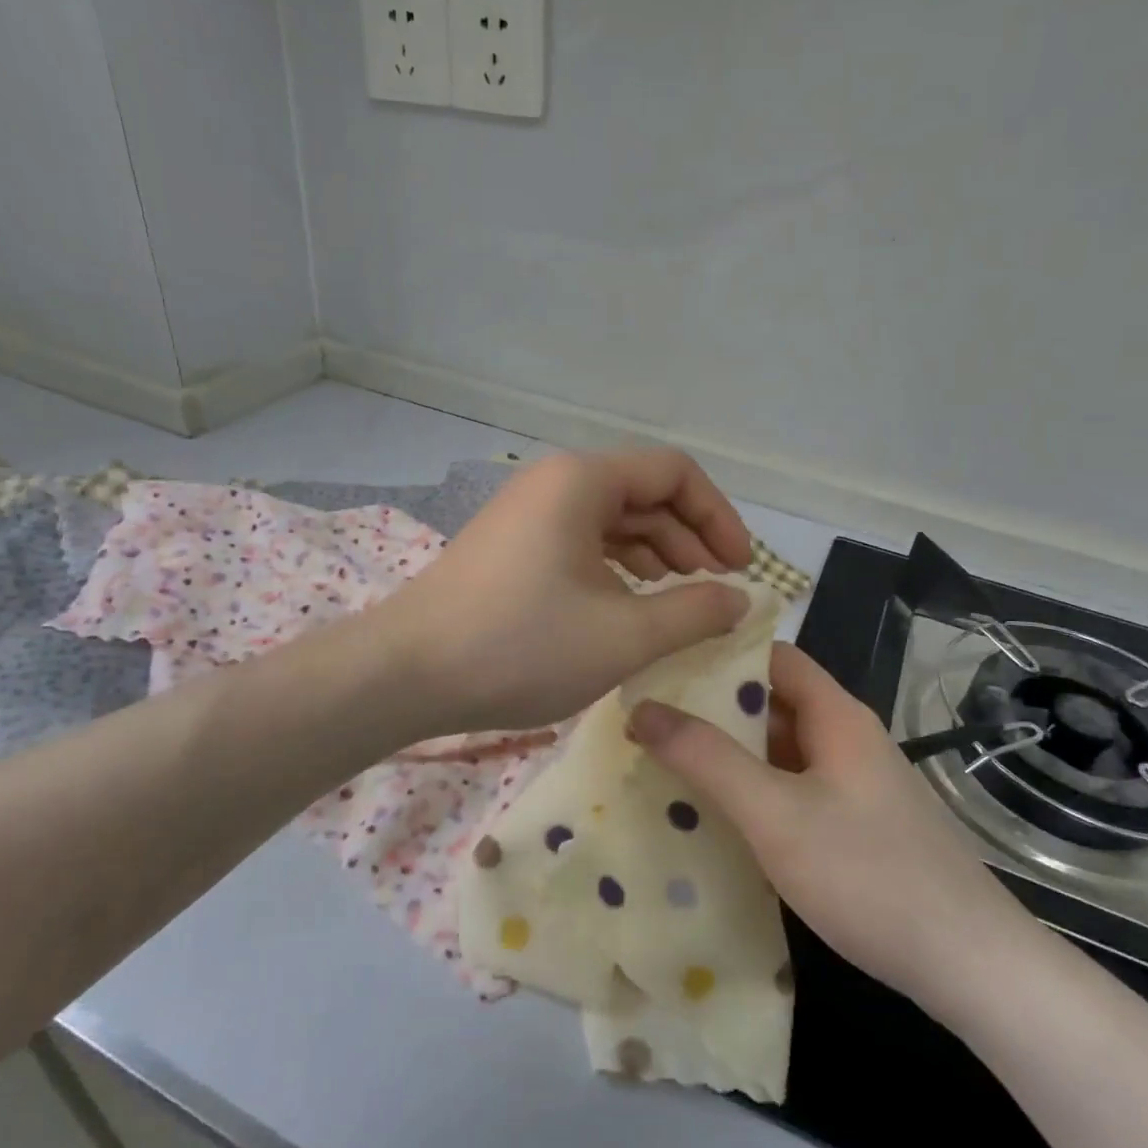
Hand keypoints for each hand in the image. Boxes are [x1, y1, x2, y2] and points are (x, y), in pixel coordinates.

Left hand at [383, 449, 754, 734]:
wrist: (406, 674)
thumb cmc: (521, 646)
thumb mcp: (624, 635)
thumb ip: (694, 612)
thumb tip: (741, 599)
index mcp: (583, 481)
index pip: (674, 473)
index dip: (719, 517)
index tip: (741, 568)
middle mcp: (554, 483)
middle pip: (643, 493)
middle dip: (690, 538)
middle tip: (716, 589)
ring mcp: (527, 514)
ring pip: (611, 521)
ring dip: (655, 555)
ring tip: (679, 601)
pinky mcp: (510, 547)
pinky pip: (580, 543)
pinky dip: (616, 569)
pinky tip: (629, 606)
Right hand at [627, 643, 1046, 1026]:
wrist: (972, 967)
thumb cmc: (869, 875)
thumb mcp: (775, 813)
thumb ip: (707, 758)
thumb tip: (642, 708)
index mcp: (837, 715)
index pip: (773, 656)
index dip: (720, 652)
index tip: (663, 663)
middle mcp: (848, 739)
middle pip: (774, 702)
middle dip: (714, 707)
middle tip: (649, 717)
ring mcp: (856, 784)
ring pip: (782, 750)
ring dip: (731, 753)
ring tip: (667, 760)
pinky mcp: (858, 825)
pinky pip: (794, 789)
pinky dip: (754, 790)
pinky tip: (717, 815)